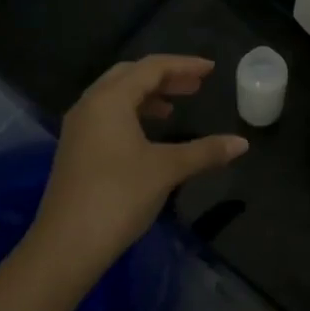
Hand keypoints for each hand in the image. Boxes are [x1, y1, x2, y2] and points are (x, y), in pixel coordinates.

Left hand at [30, 55, 247, 272]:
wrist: (67, 245)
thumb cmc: (119, 196)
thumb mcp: (167, 169)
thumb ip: (205, 151)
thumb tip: (242, 143)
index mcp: (110, 99)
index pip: (151, 68)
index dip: (184, 65)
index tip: (211, 69)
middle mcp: (90, 105)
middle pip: (130, 75)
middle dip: (165, 77)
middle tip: (195, 86)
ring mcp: (79, 128)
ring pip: (116, 96)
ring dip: (147, 95)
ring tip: (174, 107)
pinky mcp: (76, 149)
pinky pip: (107, 115)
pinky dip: (132, 113)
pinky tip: (149, 133)